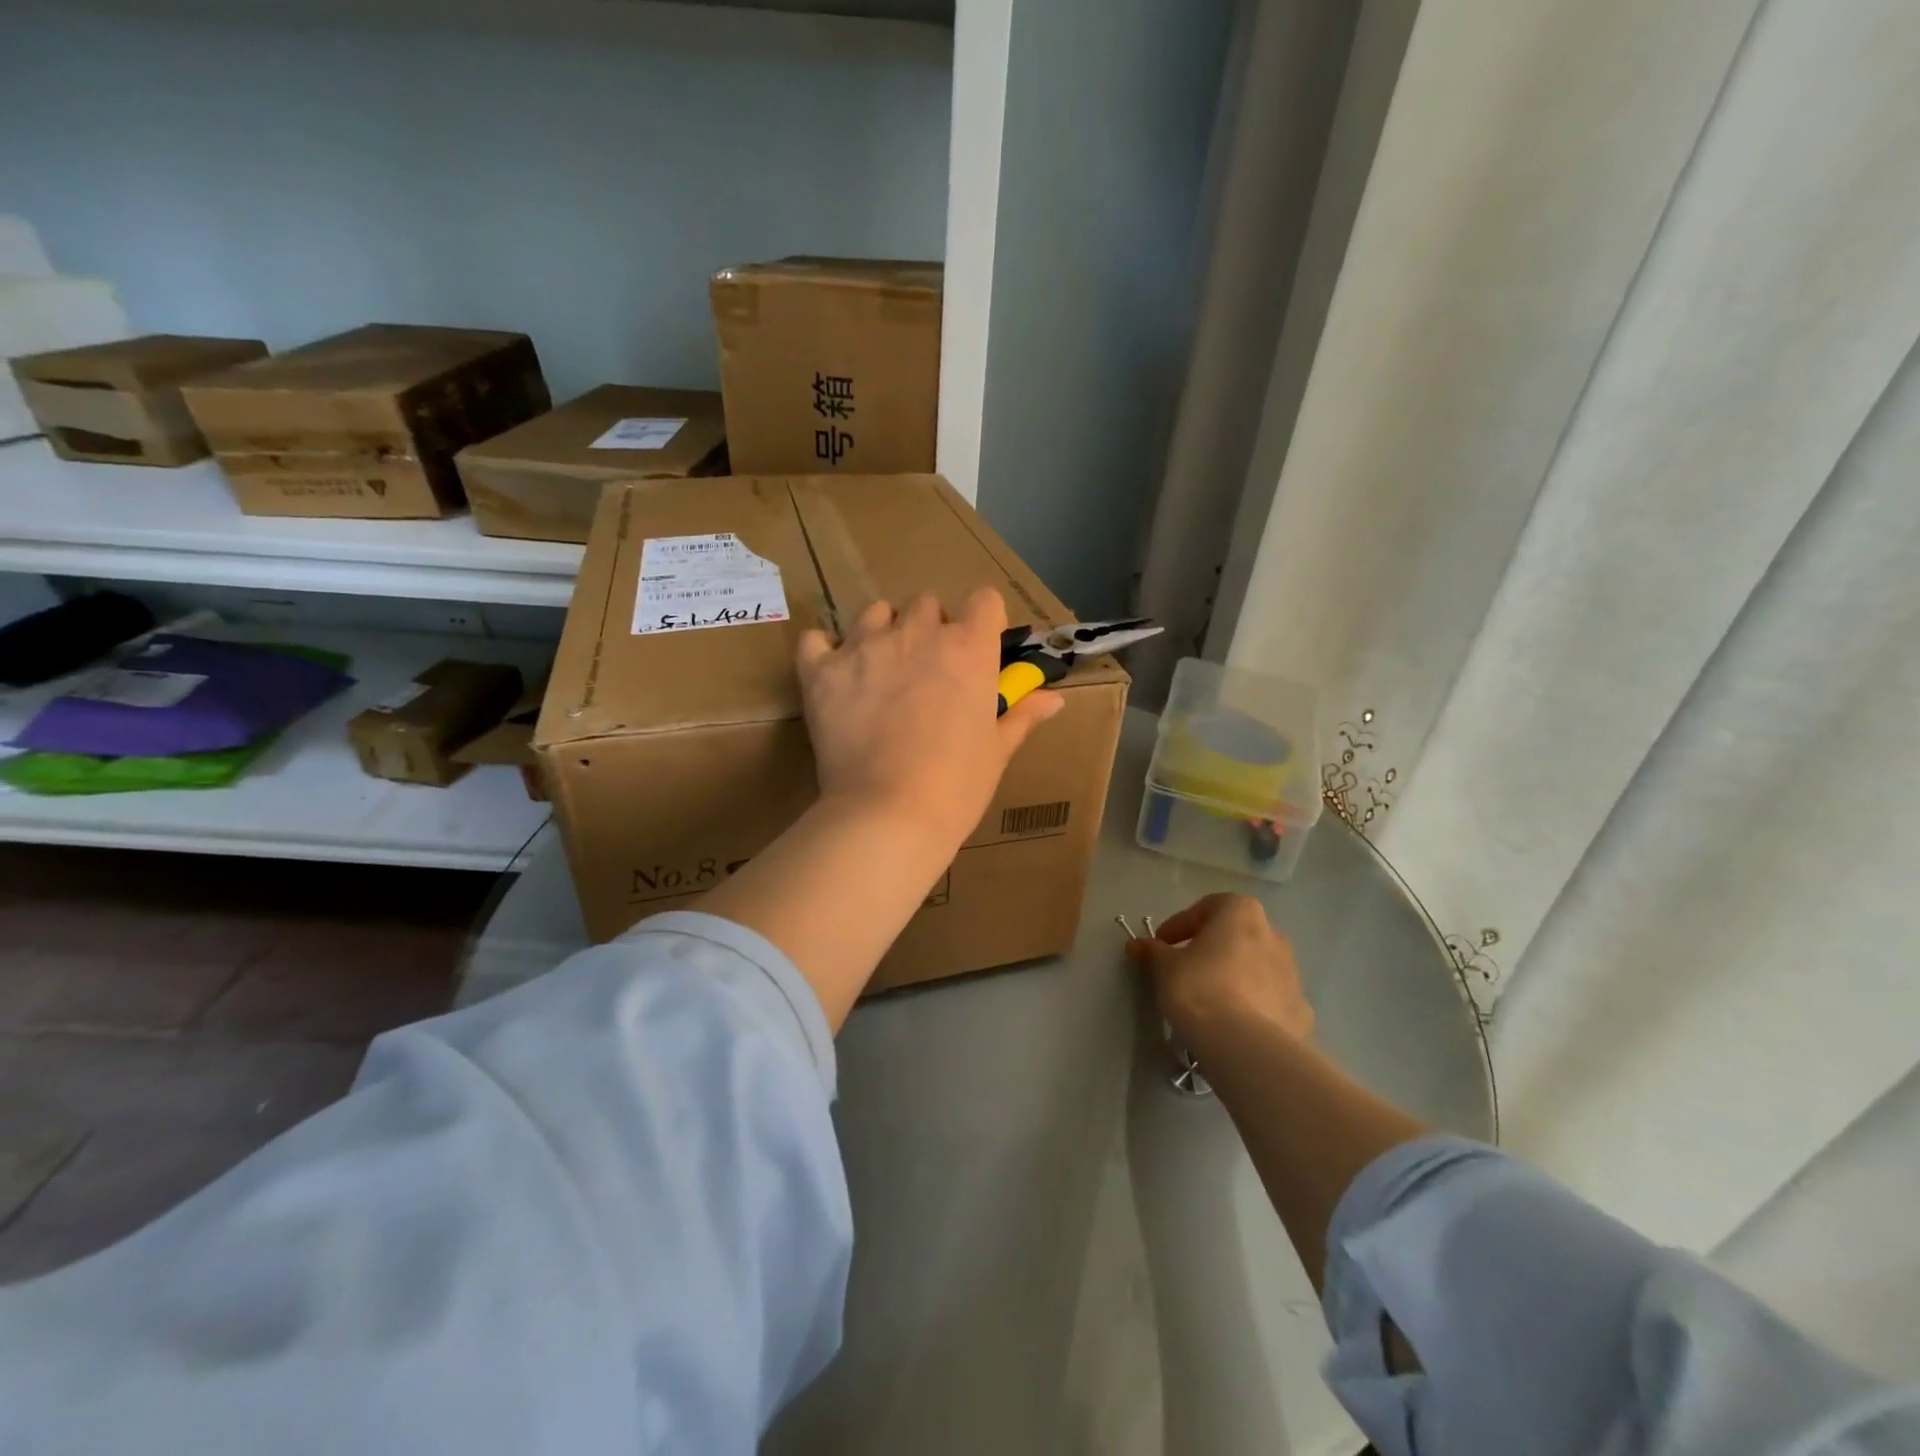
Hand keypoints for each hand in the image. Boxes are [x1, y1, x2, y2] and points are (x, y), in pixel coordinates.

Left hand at [795, 588, 1063, 851]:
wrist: (888, 816)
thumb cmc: (956, 787)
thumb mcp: (997, 751)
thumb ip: (1022, 715)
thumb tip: (1054, 700)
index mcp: (968, 649)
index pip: (984, 601)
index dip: (982, 622)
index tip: (977, 650)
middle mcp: (917, 634)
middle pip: (927, 603)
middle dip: (930, 628)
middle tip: (927, 671)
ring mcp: (865, 647)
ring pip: (874, 612)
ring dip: (881, 632)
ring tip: (880, 670)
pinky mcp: (822, 671)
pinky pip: (816, 639)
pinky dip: (824, 652)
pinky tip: (834, 676)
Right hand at [1127, 893, 1312, 1056]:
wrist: (1244, 1046)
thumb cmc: (1199, 988)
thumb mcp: (1164, 967)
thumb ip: (1153, 952)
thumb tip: (1138, 945)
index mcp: (1241, 913)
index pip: (1206, 908)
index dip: (1180, 925)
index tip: (1162, 945)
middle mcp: (1273, 935)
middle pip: (1235, 936)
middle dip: (1211, 949)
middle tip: (1185, 969)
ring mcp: (1293, 974)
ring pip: (1256, 967)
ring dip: (1235, 976)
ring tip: (1210, 1001)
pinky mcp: (1301, 1011)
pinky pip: (1271, 1000)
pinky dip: (1254, 1005)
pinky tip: (1235, 1024)